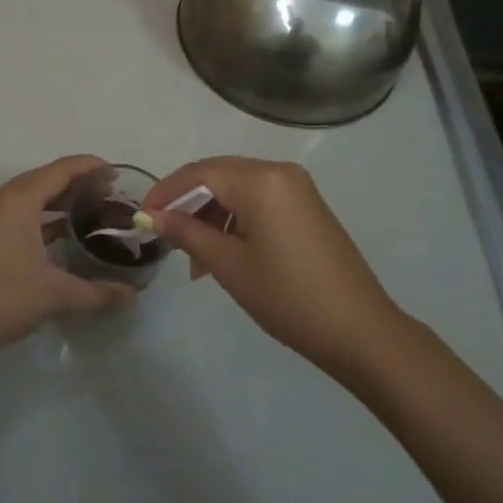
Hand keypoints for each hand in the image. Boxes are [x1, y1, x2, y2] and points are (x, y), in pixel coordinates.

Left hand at [0, 155, 135, 369]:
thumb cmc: (1, 299)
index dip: (92, 167)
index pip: (61, 169)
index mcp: (17, 199)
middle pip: (46, 178)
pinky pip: (20, 212)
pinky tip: (65, 233)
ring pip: (32, 196)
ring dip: (61, 200)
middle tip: (113, 196)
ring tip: (95, 212)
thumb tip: (133, 296)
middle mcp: (1, 198)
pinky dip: (44, 216)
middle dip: (79, 184)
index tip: (119, 174)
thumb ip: (97, 293)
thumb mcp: (54, 294)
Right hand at [143, 158, 399, 378]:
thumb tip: (152, 217)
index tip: (142, 217)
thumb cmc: (288, 296)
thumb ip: (187, 232)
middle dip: (187, 202)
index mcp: (260, 179)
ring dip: (210, 214)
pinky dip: (235, 219)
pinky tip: (223, 252)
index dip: (166, 192)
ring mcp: (297, 188)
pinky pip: (259, 200)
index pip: (199, 172)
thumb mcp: (228, 265)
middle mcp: (279, 171)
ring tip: (194, 258)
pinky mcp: (307, 206)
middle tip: (163, 234)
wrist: (360, 331)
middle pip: (218, 175)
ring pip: (237, 189)